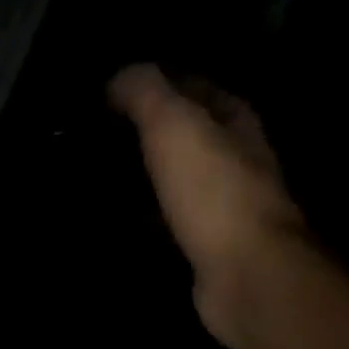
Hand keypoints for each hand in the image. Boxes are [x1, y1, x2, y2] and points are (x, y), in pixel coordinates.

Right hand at [108, 63, 309, 348]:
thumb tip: (119, 76)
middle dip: (151, 130)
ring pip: (180, 178)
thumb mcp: (175, 125)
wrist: (245, 272)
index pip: (196, 86)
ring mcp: (225, 205)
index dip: (159, 81)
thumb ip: (146, 93)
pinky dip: (148, 214)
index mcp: (236, 121)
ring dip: (148, 173)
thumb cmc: (214, 191)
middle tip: (103, 132)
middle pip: (190, 134)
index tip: (115, 87)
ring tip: (103, 172)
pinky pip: (172, 219)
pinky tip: (120, 217)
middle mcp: (237, 159)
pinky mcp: (209, 245)